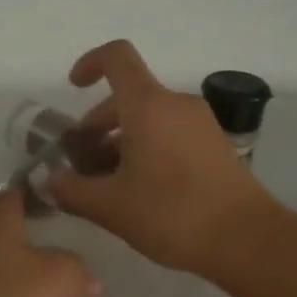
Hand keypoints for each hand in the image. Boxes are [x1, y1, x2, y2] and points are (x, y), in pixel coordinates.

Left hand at [0, 188, 97, 296]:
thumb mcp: (67, 275)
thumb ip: (76, 265)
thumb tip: (78, 273)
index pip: (7, 199)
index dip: (28, 194)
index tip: (49, 196)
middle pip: (2, 240)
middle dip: (30, 245)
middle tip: (65, 251)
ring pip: (1, 278)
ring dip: (26, 283)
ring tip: (61, 293)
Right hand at [48, 39, 276, 273]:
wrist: (246, 240)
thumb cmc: (172, 214)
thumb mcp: (110, 207)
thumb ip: (71, 190)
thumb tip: (50, 180)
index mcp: (148, 106)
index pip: (116, 57)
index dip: (89, 63)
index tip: (73, 88)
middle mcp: (176, 104)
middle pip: (128, 96)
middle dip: (97, 125)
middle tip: (81, 164)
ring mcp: (200, 124)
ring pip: (149, 119)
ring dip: (120, 142)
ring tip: (106, 185)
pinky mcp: (215, 146)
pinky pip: (170, 134)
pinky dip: (146, 150)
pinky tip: (138, 192)